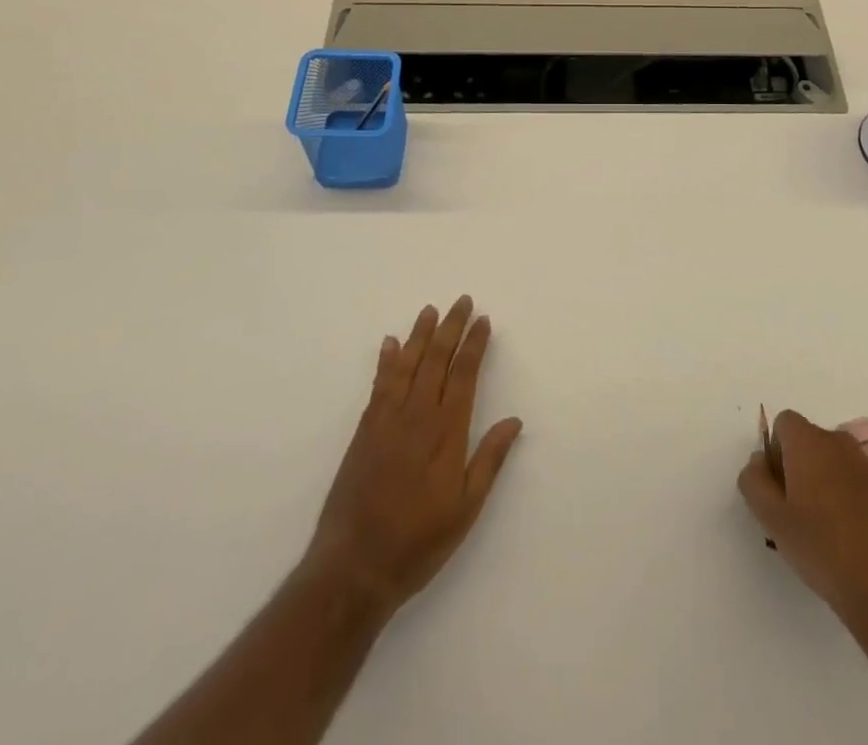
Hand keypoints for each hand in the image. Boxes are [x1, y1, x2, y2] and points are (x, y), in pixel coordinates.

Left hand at [305, 296, 522, 617]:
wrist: (354, 567)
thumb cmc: (418, 541)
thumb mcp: (466, 509)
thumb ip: (489, 460)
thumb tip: (514, 420)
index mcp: (446, 432)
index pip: (464, 375)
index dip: (474, 345)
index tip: (483, 320)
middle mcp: (417, 416)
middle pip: (436, 360)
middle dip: (451, 328)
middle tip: (462, 301)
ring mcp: (387, 420)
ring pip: (407, 364)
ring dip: (420, 335)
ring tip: (430, 310)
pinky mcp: (365, 430)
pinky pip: (379, 384)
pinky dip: (386, 360)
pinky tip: (390, 344)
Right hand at [738, 410, 867, 622]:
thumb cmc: (825, 550)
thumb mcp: (773, 520)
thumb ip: (755, 482)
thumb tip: (758, 461)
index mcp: (810, 442)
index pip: (784, 423)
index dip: (775, 452)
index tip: (779, 490)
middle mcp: (841, 443)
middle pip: (810, 442)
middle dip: (799, 468)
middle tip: (797, 514)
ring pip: (836, 464)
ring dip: (826, 485)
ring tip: (826, 533)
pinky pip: (860, 484)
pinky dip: (851, 501)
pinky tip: (854, 542)